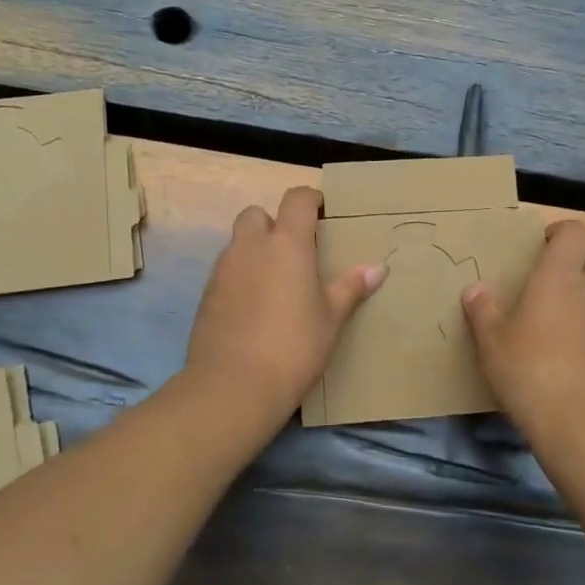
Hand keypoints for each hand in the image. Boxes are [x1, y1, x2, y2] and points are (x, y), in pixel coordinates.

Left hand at [185, 186, 385, 423]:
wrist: (233, 386)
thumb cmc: (294, 346)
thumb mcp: (331, 318)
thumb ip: (351, 288)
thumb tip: (378, 268)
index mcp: (287, 244)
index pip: (296, 199)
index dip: (310, 199)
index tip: (323, 212)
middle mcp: (251, 247)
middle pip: (257, 214)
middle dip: (274, 222)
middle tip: (295, 250)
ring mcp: (223, 270)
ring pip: (238, 243)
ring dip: (256, 250)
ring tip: (277, 282)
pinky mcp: (206, 295)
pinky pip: (227, 271)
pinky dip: (241, 276)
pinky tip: (255, 307)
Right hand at [463, 220, 584, 444]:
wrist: (582, 424)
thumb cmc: (529, 373)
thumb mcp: (492, 343)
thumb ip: (483, 311)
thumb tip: (474, 289)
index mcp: (559, 277)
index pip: (576, 232)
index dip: (561, 231)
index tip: (542, 245)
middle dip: (582, 258)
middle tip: (556, 277)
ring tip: (566, 312)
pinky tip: (578, 348)